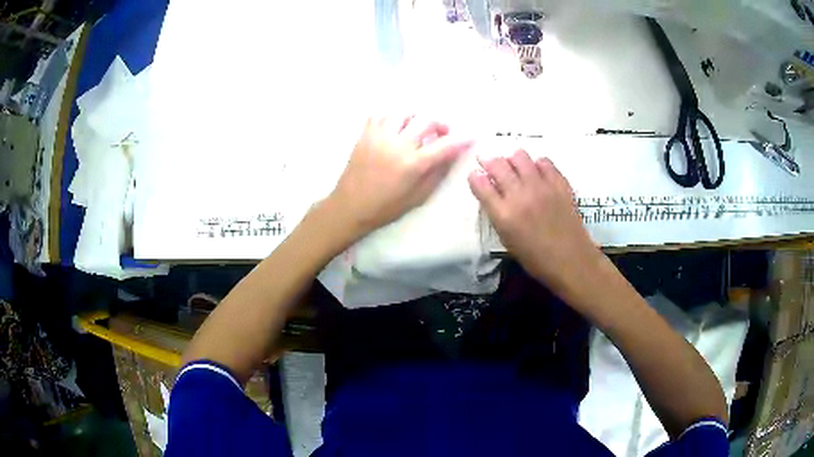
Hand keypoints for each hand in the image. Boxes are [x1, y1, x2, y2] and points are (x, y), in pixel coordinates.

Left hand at [329, 114, 472, 237]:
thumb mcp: (418, 197)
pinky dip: (392, 116)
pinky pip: (381, 114)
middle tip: (442, 132)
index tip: (472, 134)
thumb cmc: (386, 207)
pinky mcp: (365, 134)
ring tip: (417, 127)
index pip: (444, 145)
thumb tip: (452, 155)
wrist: (350, 206)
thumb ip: (437, 174)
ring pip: (403, 112)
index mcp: (412, 164)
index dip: (462, 138)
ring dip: (416, 117)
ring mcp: (379, 136)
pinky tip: (396, 126)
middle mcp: (397, 145)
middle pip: (426, 120)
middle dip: (440, 123)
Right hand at [468, 149, 600, 293]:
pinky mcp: (559, 183)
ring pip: (520, 156)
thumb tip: (492, 193)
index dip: (475, 176)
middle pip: (497, 164)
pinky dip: (537, 164)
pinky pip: (544, 161)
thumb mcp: (507, 239)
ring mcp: (541, 186)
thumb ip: (496, 213)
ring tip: (514, 167)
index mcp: (503, 214)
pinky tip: (537, 173)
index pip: (480, 184)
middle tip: (490, 164)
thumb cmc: (536, 258)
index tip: (476, 175)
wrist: (571, 260)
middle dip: (489, 161)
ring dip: (512, 160)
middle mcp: (520, 195)